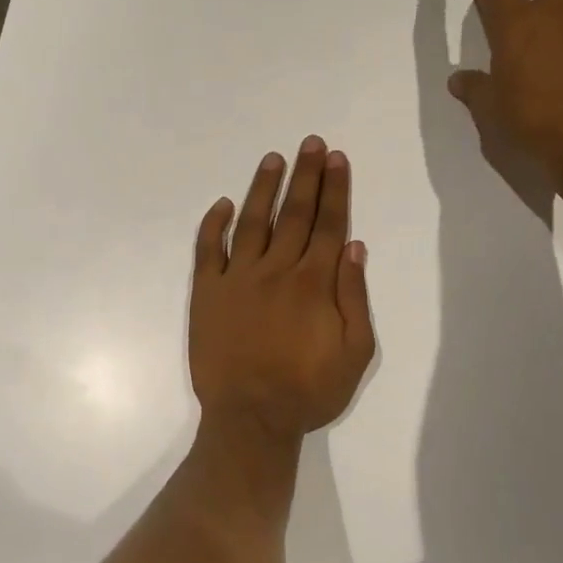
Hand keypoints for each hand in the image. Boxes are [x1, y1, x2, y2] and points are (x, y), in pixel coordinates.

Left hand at [190, 138, 375, 440]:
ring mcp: (237, 279)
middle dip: (306, 175)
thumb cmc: (308, 391)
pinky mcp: (207, 293)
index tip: (336, 159)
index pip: (327, 224)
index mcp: (314, 283)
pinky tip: (221, 205)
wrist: (250, 419)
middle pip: (294, 213)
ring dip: (263, 188)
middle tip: (311, 143)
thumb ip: (354, 297)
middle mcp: (276, 270)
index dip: (334, 189)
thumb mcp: (355, 353)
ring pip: (252, 222)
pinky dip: (213, 225)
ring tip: (273, 159)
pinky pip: (208, 250)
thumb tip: (353, 247)